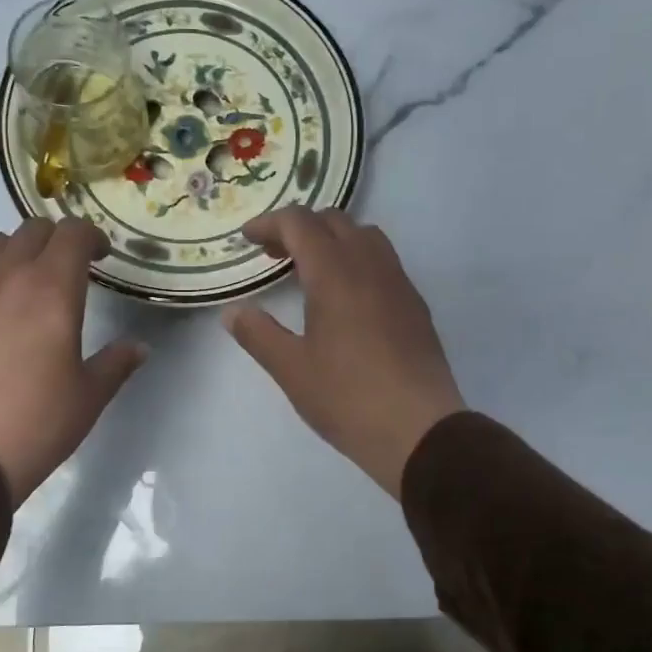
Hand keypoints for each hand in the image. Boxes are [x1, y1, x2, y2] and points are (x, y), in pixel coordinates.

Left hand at [0, 220, 146, 503]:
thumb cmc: (35, 424)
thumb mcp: (89, 397)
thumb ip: (116, 363)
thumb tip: (138, 347)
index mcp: (51, 291)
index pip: (72, 233)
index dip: (91, 236)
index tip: (101, 257)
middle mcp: (6, 279)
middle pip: (32, 230)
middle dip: (57, 240)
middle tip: (71, 269)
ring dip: (18, 251)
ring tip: (28, 284)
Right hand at [223, 208, 464, 497]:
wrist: (419, 429)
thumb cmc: (347, 397)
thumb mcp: (291, 369)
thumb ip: (258, 334)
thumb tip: (232, 312)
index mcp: (335, 274)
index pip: (300, 223)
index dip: (270, 223)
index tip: (248, 239)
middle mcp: (370, 266)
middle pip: (334, 221)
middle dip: (300, 228)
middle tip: (274, 255)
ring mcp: (399, 283)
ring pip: (365, 236)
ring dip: (333, 240)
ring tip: (311, 271)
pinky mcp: (415, 305)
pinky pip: (384, 262)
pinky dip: (357, 260)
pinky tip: (347, 299)